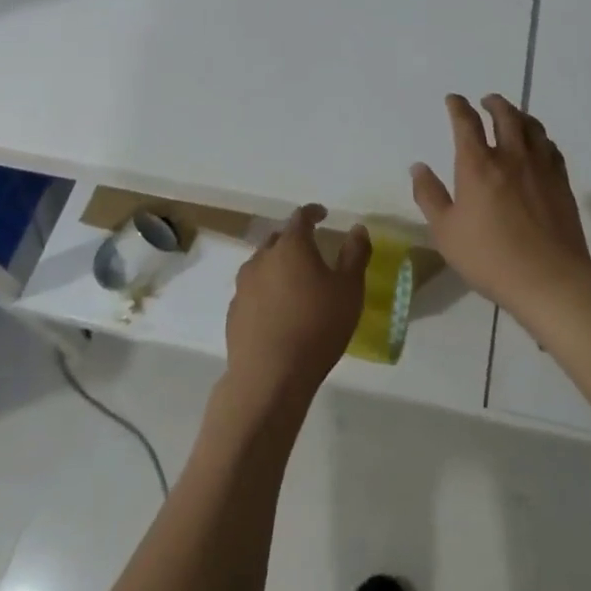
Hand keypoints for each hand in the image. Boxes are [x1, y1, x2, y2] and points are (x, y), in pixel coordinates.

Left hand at [224, 204, 369, 409]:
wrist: (269, 378)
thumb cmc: (316, 327)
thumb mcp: (349, 290)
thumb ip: (355, 254)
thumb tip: (357, 229)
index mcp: (291, 246)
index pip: (301, 217)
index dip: (313, 213)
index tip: (323, 215)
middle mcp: (262, 258)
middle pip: (278, 239)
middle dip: (294, 239)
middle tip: (310, 250)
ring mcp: (243, 286)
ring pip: (262, 265)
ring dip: (277, 266)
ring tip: (293, 283)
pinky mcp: (233, 313)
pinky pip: (252, 292)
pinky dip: (265, 292)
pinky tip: (276, 312)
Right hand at [411, 94, 590, 321]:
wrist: (549, 278)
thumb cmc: (489, 257)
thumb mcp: (445, 232)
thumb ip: (429, 196)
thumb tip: (418, 167)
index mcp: (477, 165)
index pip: (466, 122)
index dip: (458, 106)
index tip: (454, 99)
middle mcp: (510, 156)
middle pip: (505, 115)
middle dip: (494, 103)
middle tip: (487, 101)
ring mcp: (540, 167)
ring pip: (532, 127)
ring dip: (519, 115)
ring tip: (513, 115)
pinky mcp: (561, 182)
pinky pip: (551, 148)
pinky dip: (540, 138)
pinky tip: (539, 145)